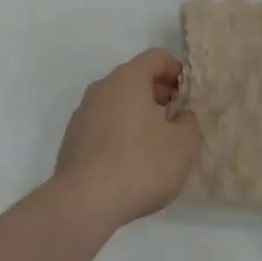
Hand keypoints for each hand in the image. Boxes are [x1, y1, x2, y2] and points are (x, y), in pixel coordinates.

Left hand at [52, 50, 199, 232]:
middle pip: (135, 78)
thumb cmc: (140, 164)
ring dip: (138, 114)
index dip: (176, 70)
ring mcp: (83, 113)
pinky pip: (103, 124)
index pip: (156, 57)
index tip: (188, 92)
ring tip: (155, 143)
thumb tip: (182, 116)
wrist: (83, 203)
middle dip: (158, 93)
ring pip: (117, 102)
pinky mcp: (72, 139)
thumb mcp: (182, 145)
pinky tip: (130, 161)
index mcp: (128, 78)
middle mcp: (102, 87)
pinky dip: (119, 132)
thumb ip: (189, 122)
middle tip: (176, 118)